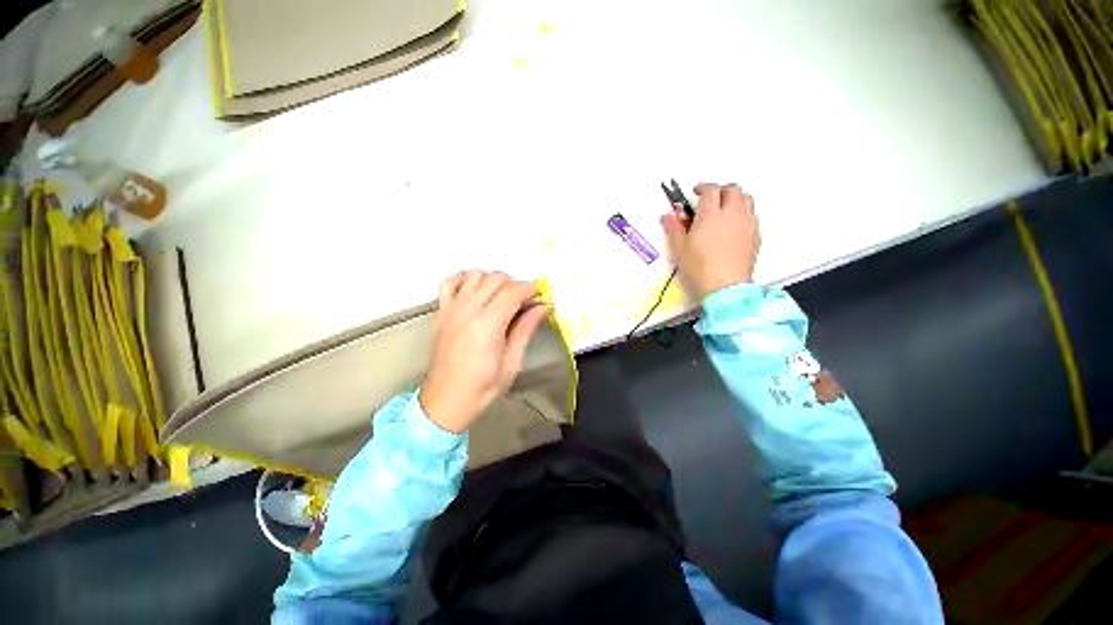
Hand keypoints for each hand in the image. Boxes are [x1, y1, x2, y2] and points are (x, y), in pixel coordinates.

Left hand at [419, 271, 550, 432]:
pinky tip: (476, 289)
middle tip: (526, 302)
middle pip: (495, 279)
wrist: (445, 402)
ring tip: (503, 297)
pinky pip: (449, 283)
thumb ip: (526, 329)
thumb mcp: (512, 363)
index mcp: (486, 326)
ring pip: (475, 276)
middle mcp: (467, 311)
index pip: (513, 292)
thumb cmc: (482, 389)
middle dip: (516, 284)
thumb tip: (543, 307)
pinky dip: (465, 279)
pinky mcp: (440, 313)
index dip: (531, 289)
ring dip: (493, 280)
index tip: (542, 296)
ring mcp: (450, 310)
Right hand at [661, 183, 759, 299]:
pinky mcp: (756, 234)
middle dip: (721, 190)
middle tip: (710, 200)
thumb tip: (667, 214)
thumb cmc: (699, 267)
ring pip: (746, 199)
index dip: (703, 187)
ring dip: (734, 199)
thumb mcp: (680, 249)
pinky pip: (752, 214)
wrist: (726, 287)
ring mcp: (747, 223)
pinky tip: (733, 227)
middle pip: (733, 189)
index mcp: (711, 215)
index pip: (711, 190)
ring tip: (724, 211)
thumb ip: (673, 228)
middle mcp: (732, 214)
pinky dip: (742, 213)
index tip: (696, 193)